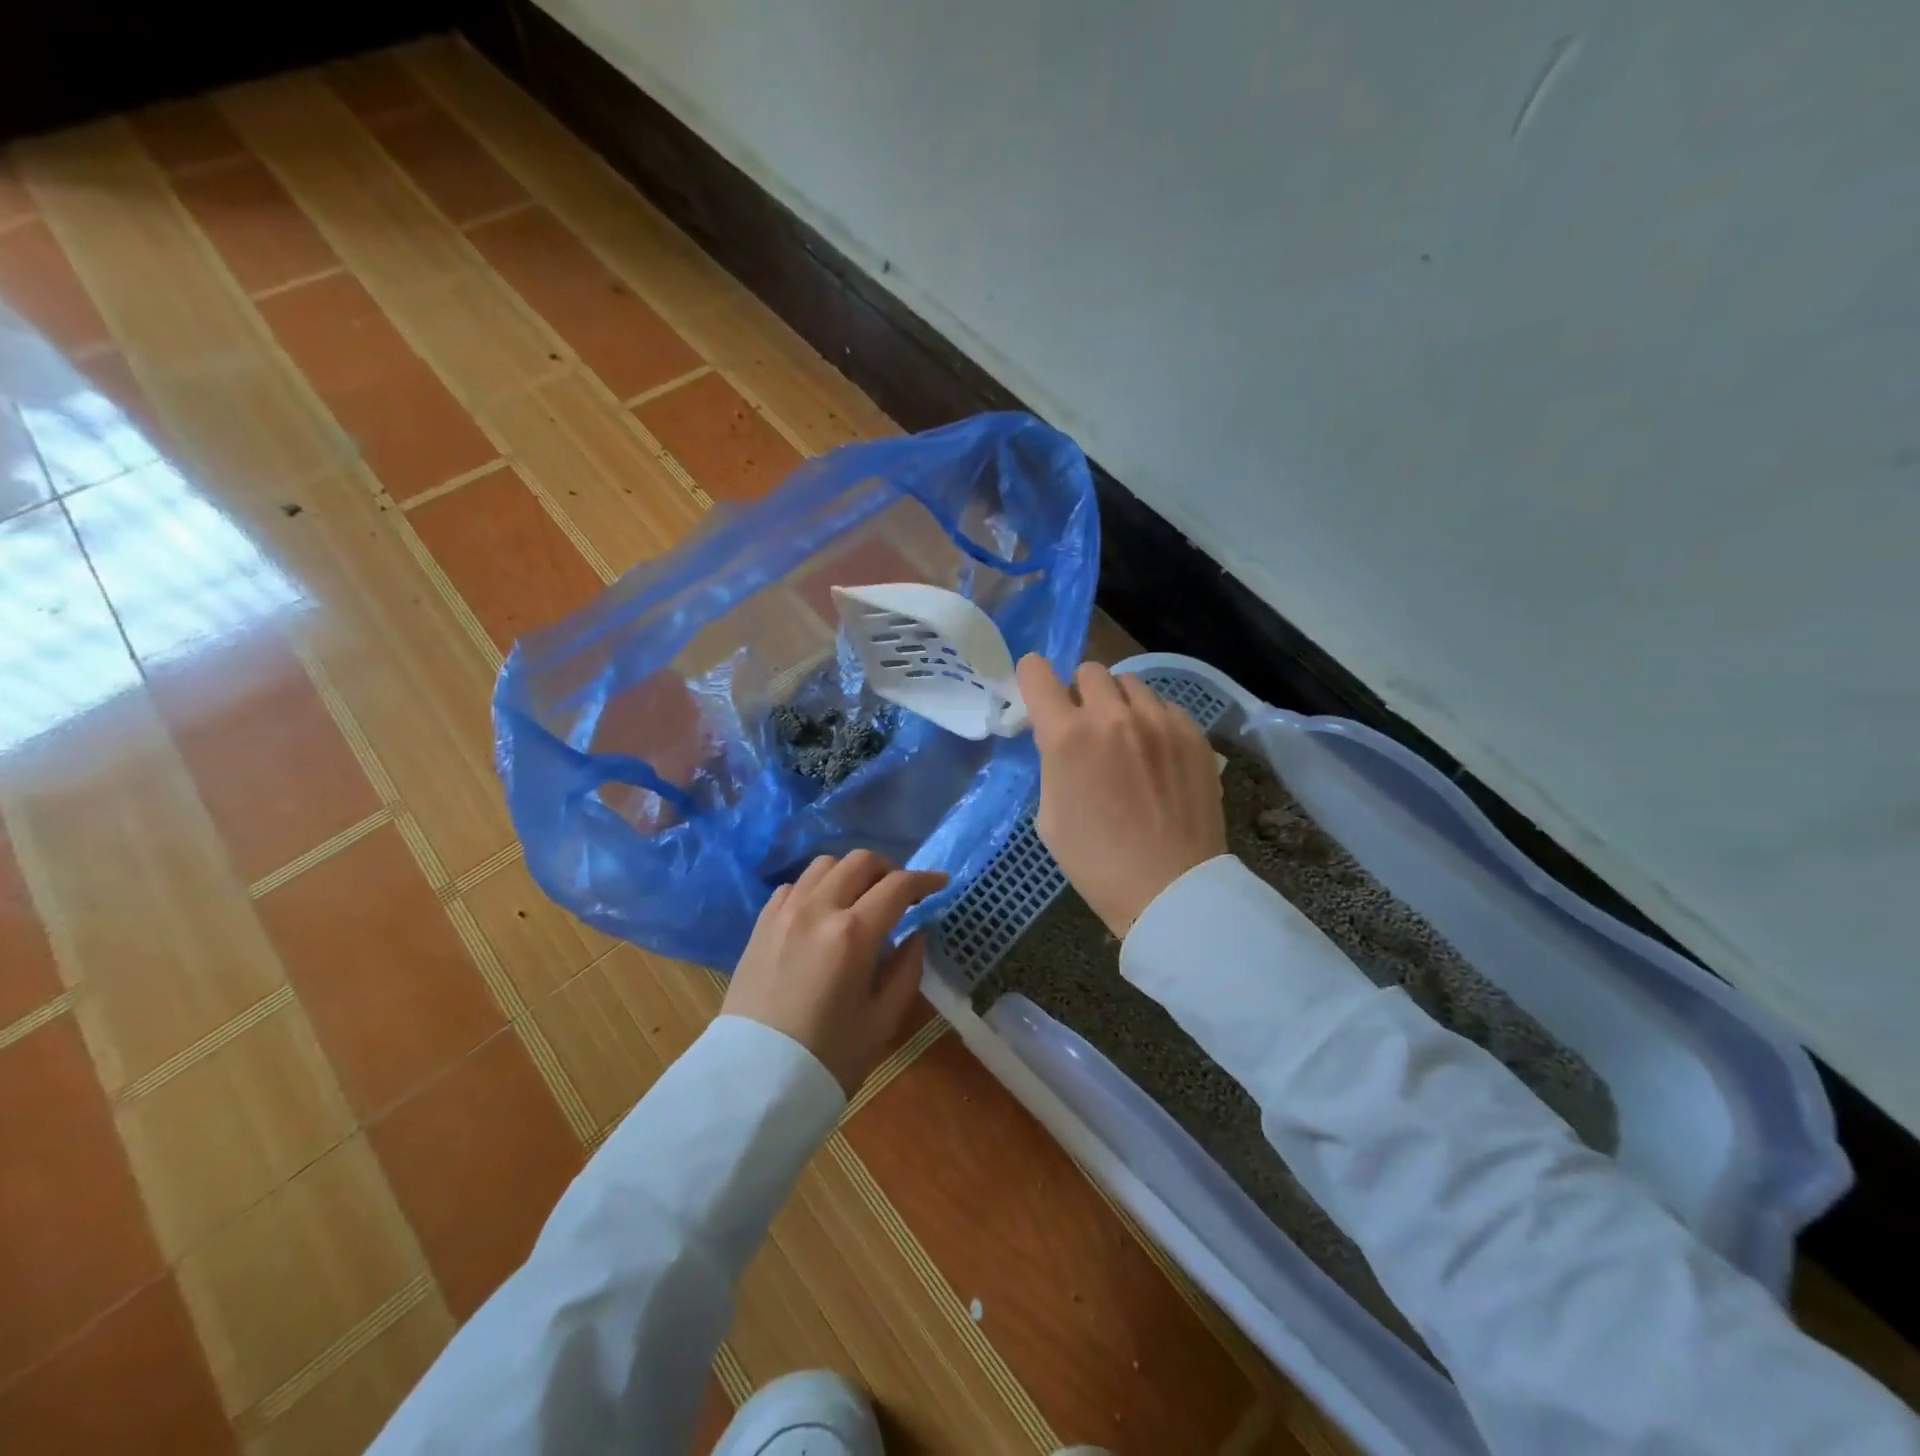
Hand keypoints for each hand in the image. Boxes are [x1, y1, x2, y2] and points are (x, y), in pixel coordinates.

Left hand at [723, 851, 947, 1095]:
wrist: (754, 1080)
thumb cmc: (828, 1057)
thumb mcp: (882, 1019)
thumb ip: (907, 968)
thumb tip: (917, 933)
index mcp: (854, 933)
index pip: (898, 885)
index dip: (925, 880)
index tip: (940, 884)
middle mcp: (818, 908)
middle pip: (861, 861)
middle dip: (889, 870)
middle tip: (901, 893)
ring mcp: (785, 911)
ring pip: (825, 864)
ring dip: (851, 873)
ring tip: (861, 898)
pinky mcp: (762, 923)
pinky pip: (794, 885)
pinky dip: (817, 887)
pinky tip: (823, 912)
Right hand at [1016, 655, 1226, 936]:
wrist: (1170, 888)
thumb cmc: (1096, 862)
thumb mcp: (1050, 815)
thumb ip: (1053, 763)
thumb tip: (1061, 740)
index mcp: (1067, 737)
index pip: (1037, 673)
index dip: (1031, 678)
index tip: (1036, 692)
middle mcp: (1113, 716)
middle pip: (1088, 671)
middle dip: (1079, 693)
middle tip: (1084, 725)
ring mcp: (1159, 721)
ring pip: (1130, 684)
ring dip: (1118, 703)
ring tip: (1125, 738)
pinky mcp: (1193, 733)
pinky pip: (1163, 705)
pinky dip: (1151, 719)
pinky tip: (1155, 753)